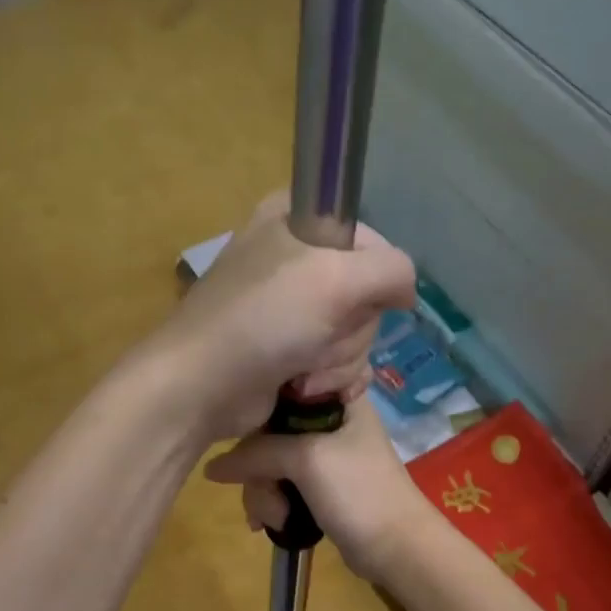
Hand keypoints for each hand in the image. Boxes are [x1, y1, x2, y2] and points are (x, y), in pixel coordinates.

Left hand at [147, 193, 416, 441]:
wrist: (203, 387)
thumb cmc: (264, 320)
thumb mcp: (336, 278)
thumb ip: (392, 270)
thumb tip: (406, 292)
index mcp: (296, 221)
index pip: (369, 238)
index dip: (373, 273)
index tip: (355, 296)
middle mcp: (295, 261)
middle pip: (366, 294)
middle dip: (349, 328)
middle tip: (317, 337)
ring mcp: (293, 311)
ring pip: (357, 334)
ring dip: (337, 361)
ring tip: (302, 370)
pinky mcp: (292, 353)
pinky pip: (340, 363)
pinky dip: (330, 381)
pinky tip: (307, 389)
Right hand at [204, 397, 434, 581]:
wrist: (397, 547)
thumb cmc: (359, 491)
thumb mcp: (306, 460)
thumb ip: (256, 453)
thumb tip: (211, 467)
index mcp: (337, 398)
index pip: (280, 390)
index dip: (257, 415)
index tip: (246, 443)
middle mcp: (330, 420)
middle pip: (270, 432)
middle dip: (260, 471)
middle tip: (267, 498)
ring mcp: (325, 455)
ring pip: (272, 462)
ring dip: (264, 493)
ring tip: (273, 520)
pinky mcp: (320, 486)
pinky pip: (282, 484)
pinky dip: (272, 502)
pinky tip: (267, 523)